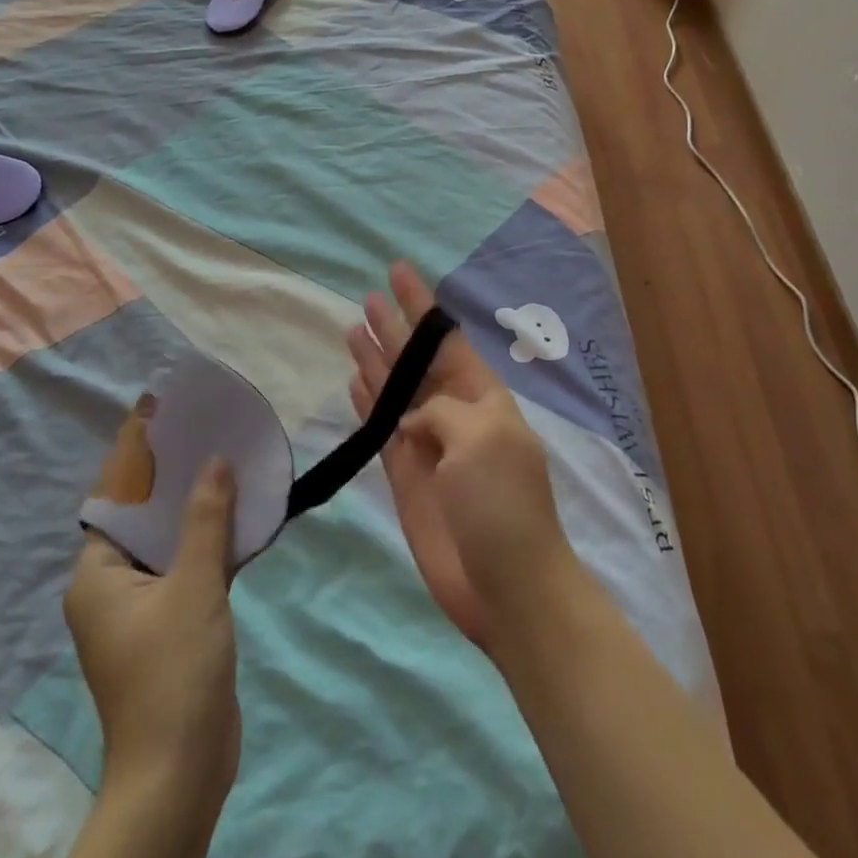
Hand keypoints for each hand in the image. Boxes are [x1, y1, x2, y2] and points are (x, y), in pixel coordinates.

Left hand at [63, 458, 240, 813]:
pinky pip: (185, 570)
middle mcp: (110, 588)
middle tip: (205, 434)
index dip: (137, 458)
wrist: (180, 771)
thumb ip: (206, 520)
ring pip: (167, 545)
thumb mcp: (194, 585)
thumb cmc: (174, 670)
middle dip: (173, 480)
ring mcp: (140, 611)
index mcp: (97, 575)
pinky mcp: (169, 629)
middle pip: (142, 520)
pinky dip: (206, 545)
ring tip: (226, 465)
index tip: (162, 417)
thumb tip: (215, 461)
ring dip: (194, 512)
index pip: (115, 500)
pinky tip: (237, 520)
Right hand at [346, 262, 577, 650]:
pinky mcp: (407, 478)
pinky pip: (382, 430)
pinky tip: (355, 381)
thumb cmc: (502, 503)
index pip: (445, 340)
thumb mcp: (481, 439)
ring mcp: (428, 446)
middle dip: (394, 328)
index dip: (421, 305)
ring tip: (352, 328)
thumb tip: (412, 418)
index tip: (398, 271)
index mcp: (482, 398)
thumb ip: (440, 411)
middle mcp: (454, 415)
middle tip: (366, 297)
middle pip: (416, 361)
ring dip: (376, 360)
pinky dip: (368, 405)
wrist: (506, 586)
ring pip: (395, 391)